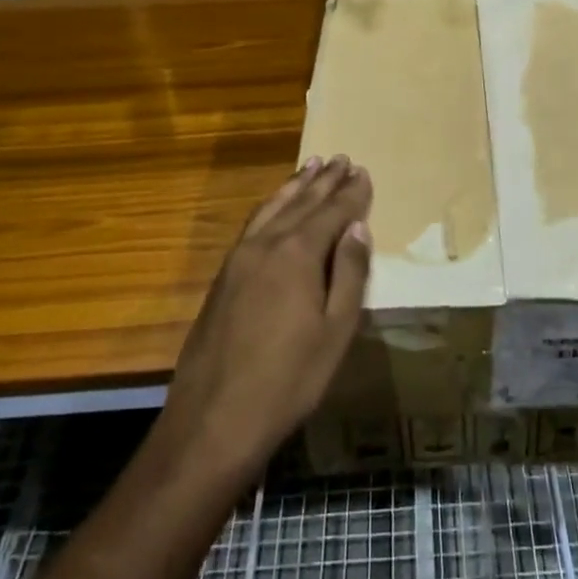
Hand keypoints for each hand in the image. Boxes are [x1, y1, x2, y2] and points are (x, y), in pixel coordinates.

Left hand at [160, 156, 372, 484]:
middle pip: (301, 203)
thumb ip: (349, 274)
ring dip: (294, 187)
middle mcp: (266, 244)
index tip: (364, 172)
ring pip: (272, 209)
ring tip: (311, 167)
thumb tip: (358, 228)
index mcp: (298, 254)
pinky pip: (253, 225)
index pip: (332, 212)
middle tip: (341, 159)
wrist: (214, 419)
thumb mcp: (335, 331)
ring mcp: (238, 259)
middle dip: (324, 181)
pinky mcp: (223, 277)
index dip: (351, 193)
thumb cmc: (289, 380)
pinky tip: (275, 208)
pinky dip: (271, 207)